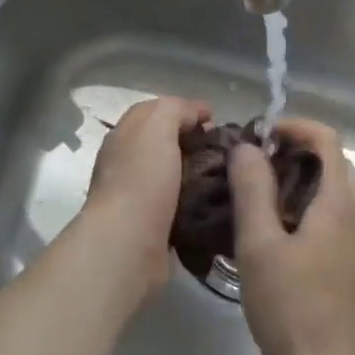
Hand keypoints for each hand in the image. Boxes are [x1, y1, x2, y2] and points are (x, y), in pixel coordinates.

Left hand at [76, 95, 210, 294]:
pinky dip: (197, 201)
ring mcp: (138, 196)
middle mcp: (127, 163)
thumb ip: (176, 110)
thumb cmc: (141, 179)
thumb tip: (198, 114)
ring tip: (230, 176)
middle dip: (195, 142)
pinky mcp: (153, 226)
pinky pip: (180, 205)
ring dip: (199, 173)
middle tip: (227, 150)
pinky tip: (217, 202)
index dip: (186, 110)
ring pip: (175, 175)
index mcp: (124, 136)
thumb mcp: (157, 126)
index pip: (155, 112)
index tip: (216, 120)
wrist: (127, 244)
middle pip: (166, 143)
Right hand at [228, 119, 354, 354]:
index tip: (260, 136)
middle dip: (298, 152)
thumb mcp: (259, 245)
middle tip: (255, 164)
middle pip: (335, 164)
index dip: (296, 127)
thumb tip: (247, 147)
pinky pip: (337, 218)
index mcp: (340, 206)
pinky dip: (310, 206)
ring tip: (261, 194)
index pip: (328, 140)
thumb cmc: (290, 309)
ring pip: (336, 192)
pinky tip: (279, 231)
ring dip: (303, 179)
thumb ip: (252, 190)